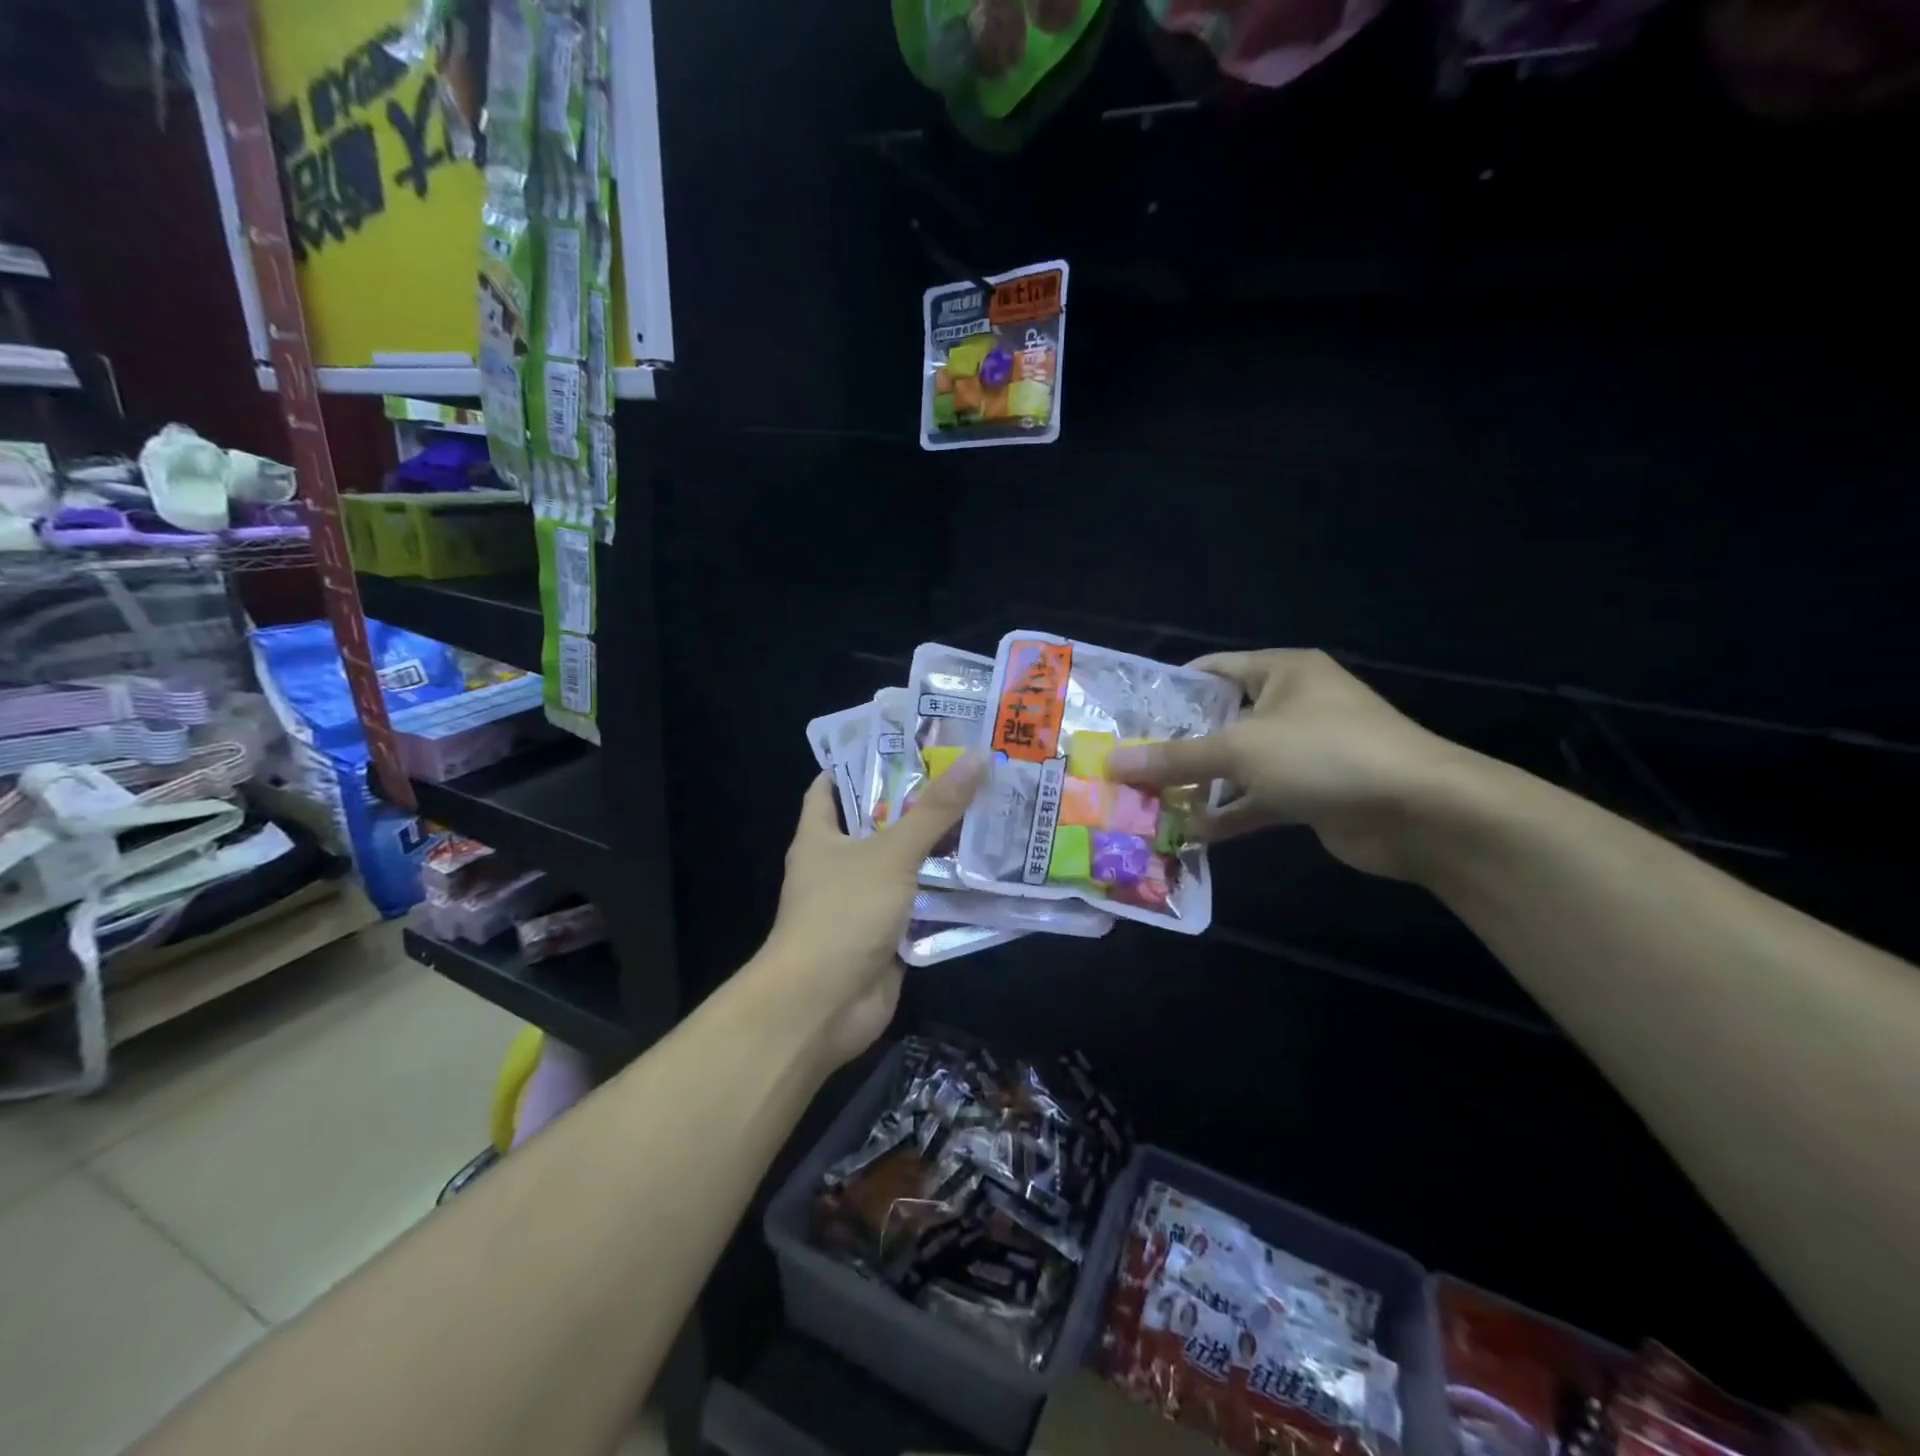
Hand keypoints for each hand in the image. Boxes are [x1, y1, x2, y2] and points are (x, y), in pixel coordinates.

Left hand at [755, 754, 987, 1066]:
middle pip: (880, 824)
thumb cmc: (843, 913)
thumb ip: (934, 810)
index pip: (832, 786)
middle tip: (967, 775)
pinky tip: (985, 874)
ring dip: (939, 850)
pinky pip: (921, 906)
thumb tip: (977, 757)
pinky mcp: (887, 936)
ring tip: (988, 815)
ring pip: (906, 866)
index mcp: (821, 836)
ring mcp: (863, 903)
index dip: (863, 761)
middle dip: (919, 804)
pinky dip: (947, 895)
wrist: (823, 1005)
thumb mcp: (890, 853)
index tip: (908, 742)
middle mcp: (839, 865)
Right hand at [1106, 650, 1469, 879]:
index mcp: (1281, 673)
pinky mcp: (1309, 793)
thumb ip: (1176, 758)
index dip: (1168, 692)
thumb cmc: (1326, 754)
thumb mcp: (1242, 749)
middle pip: (1219, 722)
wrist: (1421, 812)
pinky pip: (1256, 799)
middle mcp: (1290, 705)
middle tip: (1125, 766)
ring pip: (1235, 766)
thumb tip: (1112, 762)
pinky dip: (1226, 815)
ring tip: (1143, 802)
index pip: (1212, 671)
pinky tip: (1185, 834)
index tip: (1125, 718)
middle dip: (1174, 747)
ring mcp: (1302, 752)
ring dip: (1196, 786)